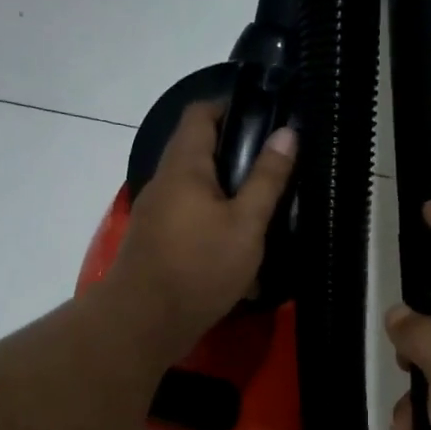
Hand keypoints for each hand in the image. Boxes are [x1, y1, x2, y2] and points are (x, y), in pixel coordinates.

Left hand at [108, 100, 296, 360]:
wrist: (143, 322)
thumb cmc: (199, 267)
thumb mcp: (246, 224)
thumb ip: (267, 179)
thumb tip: (287, 133)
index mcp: (184, 165)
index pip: (201, 113)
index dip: (231, 107)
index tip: (265, 121)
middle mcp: (164, 182)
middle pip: (198, 151)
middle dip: (235, 156)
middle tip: (273, 169)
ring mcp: (156, 213)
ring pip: (195, 189)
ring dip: (226, 194)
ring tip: (261, 209)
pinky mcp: (156, 242)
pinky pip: (188, 219)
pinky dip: (212, 223)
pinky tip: (236, 247)